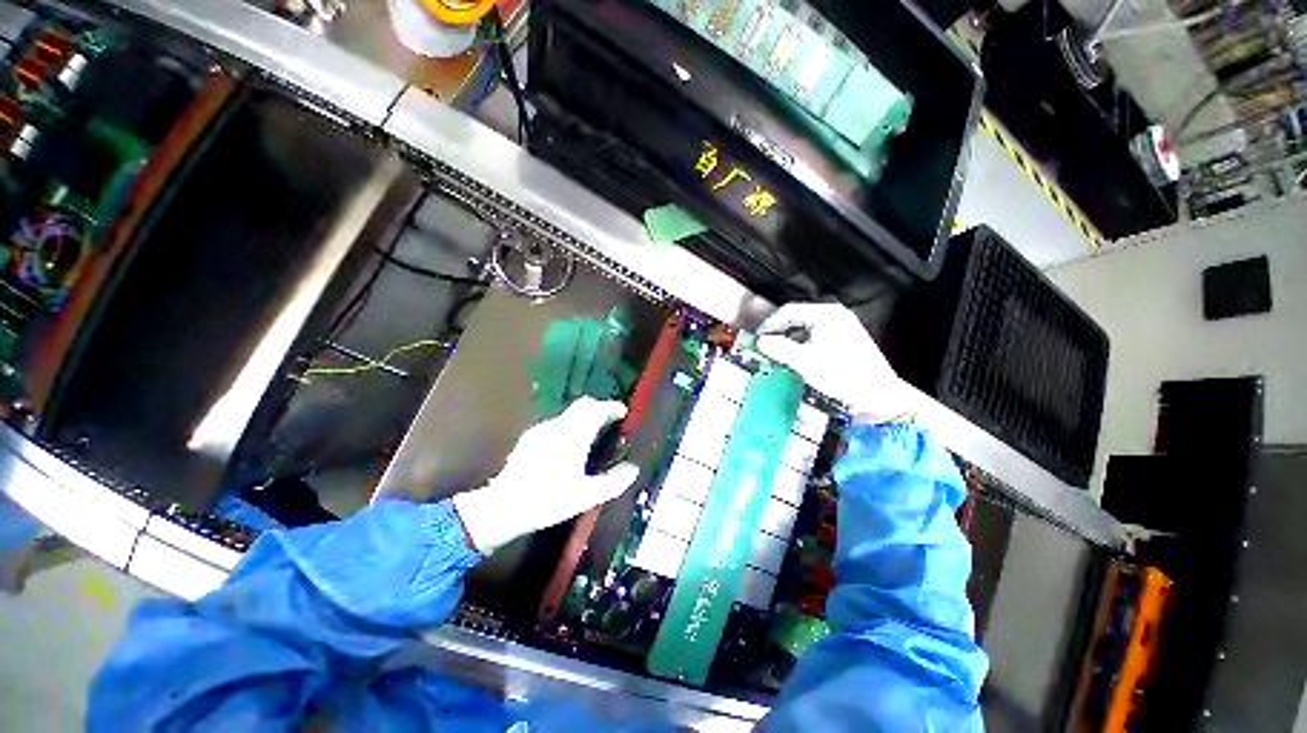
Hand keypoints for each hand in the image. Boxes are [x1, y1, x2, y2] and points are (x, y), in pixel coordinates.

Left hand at [452, 397, 639, 553]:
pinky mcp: (529, 438)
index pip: (597, 409)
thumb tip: (633, 469)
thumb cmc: (549, 500)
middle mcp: (558, 426)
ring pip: (569, 413)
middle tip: (610, 421)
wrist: (503, 508)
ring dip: (584, 417)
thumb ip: (614, 482)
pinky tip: (568, 447)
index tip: (623, 412)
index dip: (612, 407)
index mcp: (574, 436)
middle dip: (599, 408)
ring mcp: (541, 430)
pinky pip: (557, 423)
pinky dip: (569, 426)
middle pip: (583, 404)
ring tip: (592, 435)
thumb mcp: (587, 497)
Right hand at [757, 303, 913, 423]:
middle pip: (797, 318)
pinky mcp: (846, 341)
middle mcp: (835, 315)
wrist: (876, 396)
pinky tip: (797, 360)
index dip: (769, 324)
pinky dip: (802, 346)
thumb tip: (760, 342)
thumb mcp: (803, 361)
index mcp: (826, 313)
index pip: (788, 310)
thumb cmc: (840, 374)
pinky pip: (816, 337)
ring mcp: (842, 327)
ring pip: (806, 329)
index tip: (758, 339)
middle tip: (766, 348)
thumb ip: (778, 348)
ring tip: (778, 355)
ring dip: (790, 341)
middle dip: (779, 333)